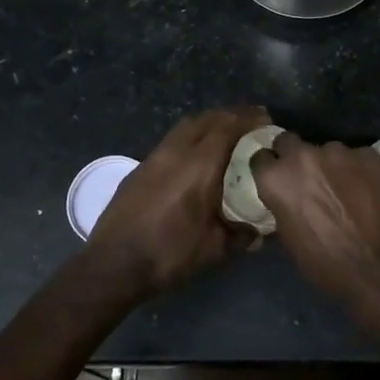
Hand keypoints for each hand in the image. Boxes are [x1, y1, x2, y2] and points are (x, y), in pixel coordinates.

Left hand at [88, 106, 270, 295]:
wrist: (114, 264)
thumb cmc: (169, 253)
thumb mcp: (214, 249)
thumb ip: (241, 236)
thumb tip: (259, 233)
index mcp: (199, 165)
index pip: (227, 127)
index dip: (248, 119)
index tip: (265, 118)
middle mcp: (176, 152)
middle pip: (206, 119)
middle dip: (230, 115)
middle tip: (249, 120)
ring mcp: (154, 158)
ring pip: (185, 127)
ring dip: (207, 123)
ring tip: (224, 131)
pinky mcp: (139, 169)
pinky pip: (170, 141)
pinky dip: (189, 137)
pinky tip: (194, 155)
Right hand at [251, 134, 379, 307]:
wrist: (377, 269)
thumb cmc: (324, 263)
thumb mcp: (288, 236)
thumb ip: (282, 204)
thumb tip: (286, 197)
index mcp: (277, 177)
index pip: (261, 157)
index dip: (269, 169)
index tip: (277, 179)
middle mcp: (303, 155)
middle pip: (289, 141)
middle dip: (294, 156)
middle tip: (306, 178)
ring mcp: (339, 151)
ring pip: (327, 150)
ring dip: (330, 165)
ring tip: (344, 189)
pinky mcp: (369, 154)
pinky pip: (357, 157)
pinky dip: (358, 171)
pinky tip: (367, 191)